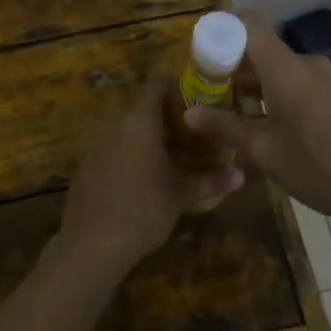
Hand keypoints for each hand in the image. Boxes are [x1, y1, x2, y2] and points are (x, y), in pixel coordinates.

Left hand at [57, 76, 243, 274]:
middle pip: (146, 109)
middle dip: (172, 118)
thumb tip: (242, 175)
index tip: (201, 95)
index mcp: (141, 120)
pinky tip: (148, 179)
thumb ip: (210, 180)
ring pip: (131, 131)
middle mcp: (117, 124)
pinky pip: (116, 150)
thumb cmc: (143, 208)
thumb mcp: (181, 194)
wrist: (90, 245)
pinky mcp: (88, 168)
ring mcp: (98, 145)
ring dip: (153, 139)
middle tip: (199, 132)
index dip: (180, 85)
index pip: (159, 84)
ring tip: (179, 156)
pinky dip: (134, 156)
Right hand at [183, 22, 330, 231]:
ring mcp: (328, 79)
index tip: (201, 48)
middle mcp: (307, 63)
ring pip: (282, 69)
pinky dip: (279, 93)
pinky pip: (301, 83)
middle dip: (234, 65)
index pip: (249, 24)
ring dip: (257, 84)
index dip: (223, 28)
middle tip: (208, 88)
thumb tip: (188, 114)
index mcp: (285, 67)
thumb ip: (225, 127)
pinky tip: (269, 124)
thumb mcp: (264, 151)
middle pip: (263, 49)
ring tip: (233, 110)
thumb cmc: (317, 166)